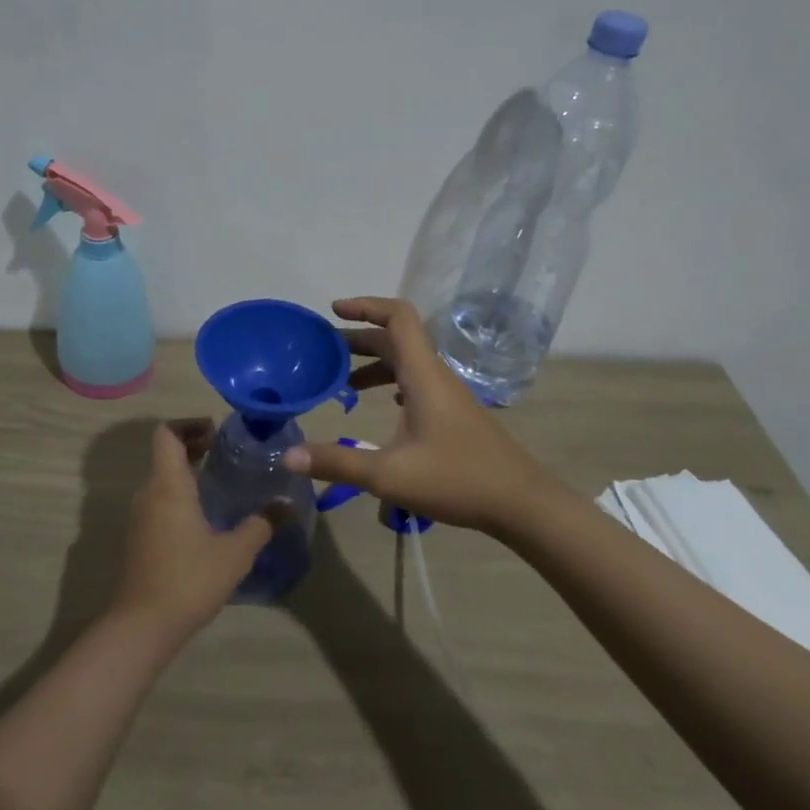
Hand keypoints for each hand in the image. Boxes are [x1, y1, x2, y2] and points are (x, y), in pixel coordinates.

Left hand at [110, 420, 282, 643]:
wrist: (142, 626)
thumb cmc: (189, 579)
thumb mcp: (235, 553)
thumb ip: (261, 524)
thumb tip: (286, 504)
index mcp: (168, 484)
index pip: (167, 434)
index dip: (189, 424)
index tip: (217, 431)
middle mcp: (149, 493)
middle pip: (165, 454)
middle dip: (193, 446)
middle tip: (226, 453)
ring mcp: (140, 517)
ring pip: (162, 479)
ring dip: (187, 472)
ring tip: (221, 482)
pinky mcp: (139, 538)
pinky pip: (159, 501)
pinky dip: (180, 495)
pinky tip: (206, 517)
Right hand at [285, 297, 551, 535]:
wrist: (521, 503)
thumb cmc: (457, 479)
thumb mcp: (388, 475)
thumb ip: (337, 463)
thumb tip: (287, 456)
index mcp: (423, 374)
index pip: (398, 317)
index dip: (366, 306)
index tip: (334, 311)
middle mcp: (435, 375)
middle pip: (395, 339)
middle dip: (357, 338)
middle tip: (322, 352)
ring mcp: (447, 394)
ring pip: (406, 362)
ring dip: (373, 363)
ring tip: (342, 383)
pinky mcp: (453, 413)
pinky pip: (416, 382)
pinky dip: (391, 382)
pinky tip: (382, 406)